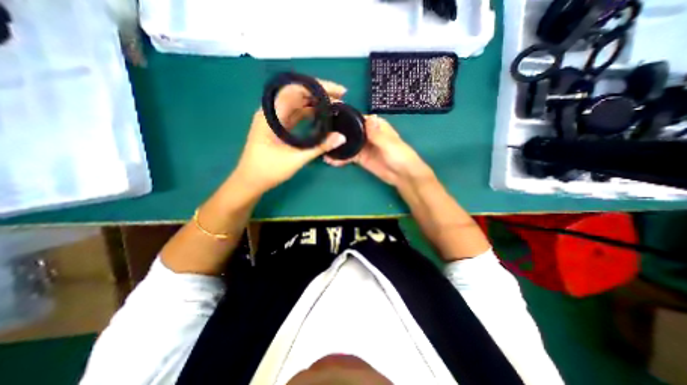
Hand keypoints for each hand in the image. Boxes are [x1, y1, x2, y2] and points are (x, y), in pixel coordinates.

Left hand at [234, 78, 348, 191]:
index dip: (319, 87)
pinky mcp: (278, 127)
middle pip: (298, 94)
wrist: (250, 181)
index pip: (297, 89)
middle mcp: (272, 111)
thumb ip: (319, 146)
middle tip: (340, 99)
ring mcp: (274, 119)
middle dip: (320, 94)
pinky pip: (295, 115)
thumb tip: (341, 137)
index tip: (338, 92)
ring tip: (334, 107)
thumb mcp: (296, 158)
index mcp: (271, 114)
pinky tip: (321, 116)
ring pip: (298, 104)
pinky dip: (309, 114)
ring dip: (316, 104)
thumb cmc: (269, 170)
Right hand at [326, 114, 431, 186]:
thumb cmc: (400, 156)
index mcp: (376, 126)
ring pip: (347, 144)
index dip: (346, 117)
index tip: (330, 116)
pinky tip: (330, 160)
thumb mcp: (389, 144)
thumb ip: (377, 134)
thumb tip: (368, 117)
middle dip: (337, 132)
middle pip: (349, 131)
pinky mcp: (360, 158)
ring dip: (336, 146)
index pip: (358, 118)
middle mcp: (367, 134)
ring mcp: (363, 147)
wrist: (402, 175)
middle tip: (321, 134)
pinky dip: (340, 158)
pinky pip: (348, 156)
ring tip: (322, 149)